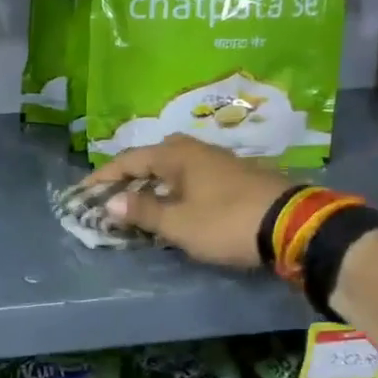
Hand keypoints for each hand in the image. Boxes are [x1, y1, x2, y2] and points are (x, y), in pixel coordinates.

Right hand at [79, 135, 294, 268]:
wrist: (294, 226)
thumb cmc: (226, 222)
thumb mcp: (178, 223)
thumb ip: (143, 211)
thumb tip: (112, 202)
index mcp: (177, 156)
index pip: (129, 160)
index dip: (103, 177)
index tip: (83, 192)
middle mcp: (197, 151)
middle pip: (153, 157)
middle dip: (130, 175)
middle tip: (113, 194)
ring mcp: (221, 163)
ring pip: (175, 168)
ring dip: (154, 183)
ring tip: (139, 202)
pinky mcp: (238, 178)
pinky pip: (193, 178)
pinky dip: (175, 189)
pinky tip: (175, 206)